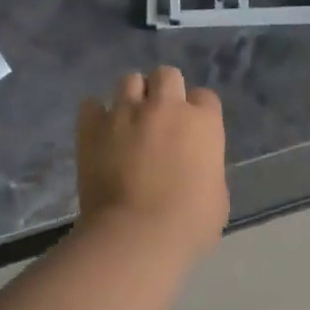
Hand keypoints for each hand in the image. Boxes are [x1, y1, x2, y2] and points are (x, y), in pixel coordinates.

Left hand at [77, 66, 228, 257]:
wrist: (137, 235)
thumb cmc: (188, 224)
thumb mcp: (217, 196)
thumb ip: (207, 169)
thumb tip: (196, 168)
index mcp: (203, 123)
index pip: (205, 97)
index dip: (198, 112)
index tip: (191, 131)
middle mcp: (165, 107)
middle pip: (167, 75)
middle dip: (164, 91)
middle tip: (159, 118)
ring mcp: (126, 112)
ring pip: (129, 80)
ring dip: (131, 96)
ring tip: (127, 119)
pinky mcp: (92, 126)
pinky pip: (91, 104)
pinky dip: (96, 114)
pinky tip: (99, 131)